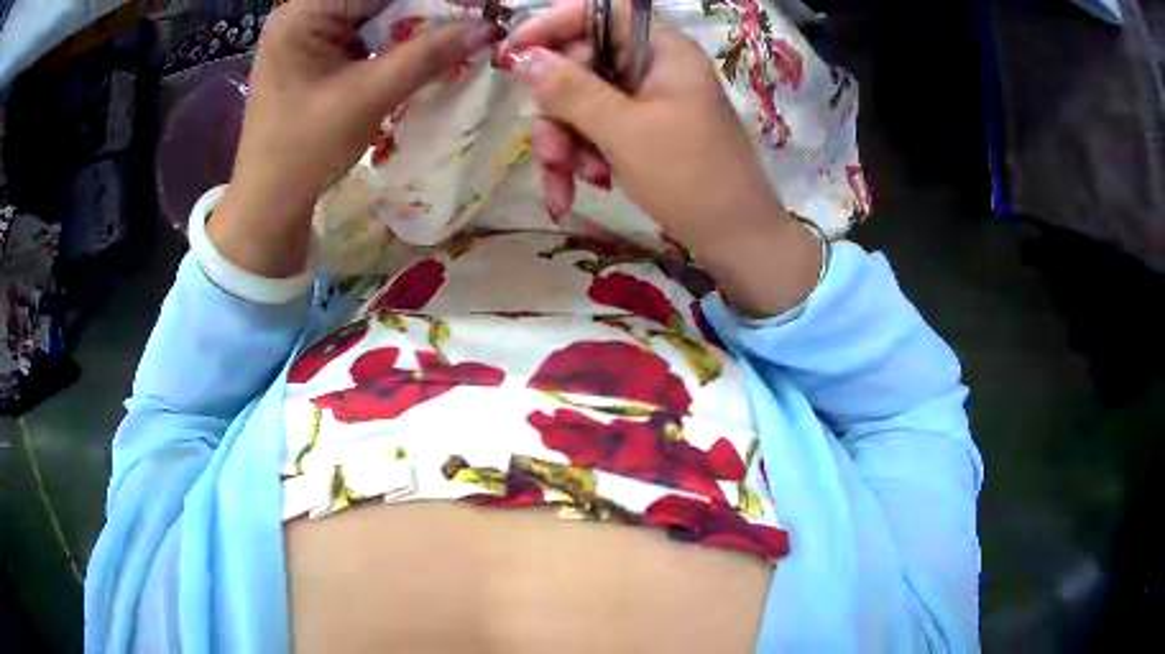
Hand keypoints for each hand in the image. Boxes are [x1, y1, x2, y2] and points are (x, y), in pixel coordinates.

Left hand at [211, 0, 502, 277]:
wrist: (269, 204)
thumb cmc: (305, 150)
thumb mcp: (368, 97)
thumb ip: (427, 56)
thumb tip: (489, 28)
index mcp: (304, 13)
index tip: (477, 5)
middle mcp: (304, 14)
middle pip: (378, 0)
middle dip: (425, 8)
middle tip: (473, 17)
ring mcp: (310, 35)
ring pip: (377, 14)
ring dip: (417, 22)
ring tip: (458, 31)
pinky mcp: (318, 55)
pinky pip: (368, 34)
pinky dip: (399, 41)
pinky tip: (427, 50)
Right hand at [499, 0, 819, 315]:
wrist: (736, 240)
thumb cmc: (691, 178)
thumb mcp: (624, 132)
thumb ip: (570, 90)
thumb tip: (521, 57)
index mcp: (662, 51)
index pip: (600, 13)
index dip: (552, 25)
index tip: (513, 54)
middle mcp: (653, 68)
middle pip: (581, 65)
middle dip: (556, 112)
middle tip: (551, 153)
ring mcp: (647, 102)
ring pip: (581, 104)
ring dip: (566, 144)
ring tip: (572, 182)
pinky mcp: (642, 132)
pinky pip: (595, 131)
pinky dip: (582, 159)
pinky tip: (582, 190)